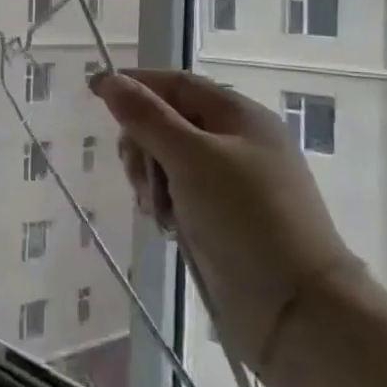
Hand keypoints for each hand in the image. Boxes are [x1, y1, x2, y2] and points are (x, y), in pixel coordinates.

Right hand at [91, 69, 361, 367]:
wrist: (294, 307)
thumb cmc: (244, 217)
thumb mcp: (190, 157)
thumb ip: (146, 116)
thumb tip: (108, 79)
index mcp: (239, 116)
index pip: (176, 84)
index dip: (135, 84)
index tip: (92, 91)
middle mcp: (236, 142)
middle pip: (167, 122)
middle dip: (142, 143)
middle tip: (139, 174)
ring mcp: (231, 181)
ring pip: (167, 160)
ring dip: (150, 178)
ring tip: (157, 209)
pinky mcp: (222, 216)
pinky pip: (178, 193)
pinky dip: (164, 202)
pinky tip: (166, 224)